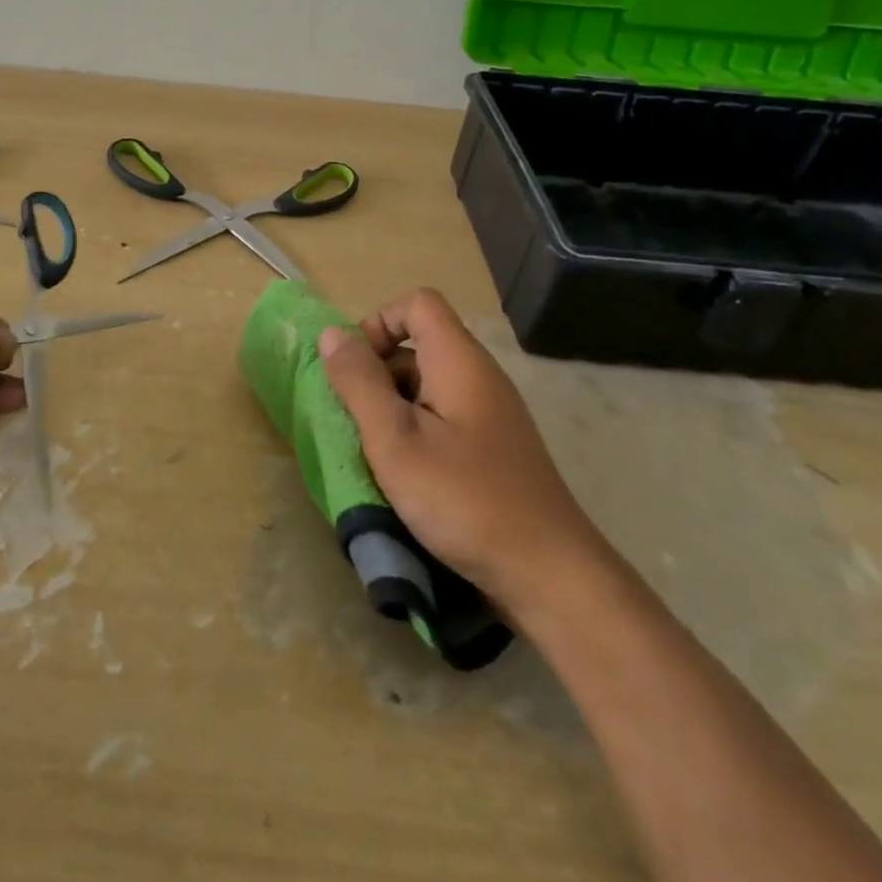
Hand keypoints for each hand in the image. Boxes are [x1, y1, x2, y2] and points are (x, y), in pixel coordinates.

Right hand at [318, 288, 602, 617]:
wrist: (550, 577)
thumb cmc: (464, 499)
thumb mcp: (395, 438)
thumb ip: (359, 382)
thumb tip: (331, 334)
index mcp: (459, 361)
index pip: (417, 303)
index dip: (379, 322)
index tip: (356, 368)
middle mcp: (478, 378)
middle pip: (418, 346)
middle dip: (376, 374)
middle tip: (354, 420)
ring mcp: (489, 416)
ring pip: (426, 388)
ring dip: (391, 410)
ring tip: (373, 455)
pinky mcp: (492, 451)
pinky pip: (442, 421)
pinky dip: (414, 436)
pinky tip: (403, 479)